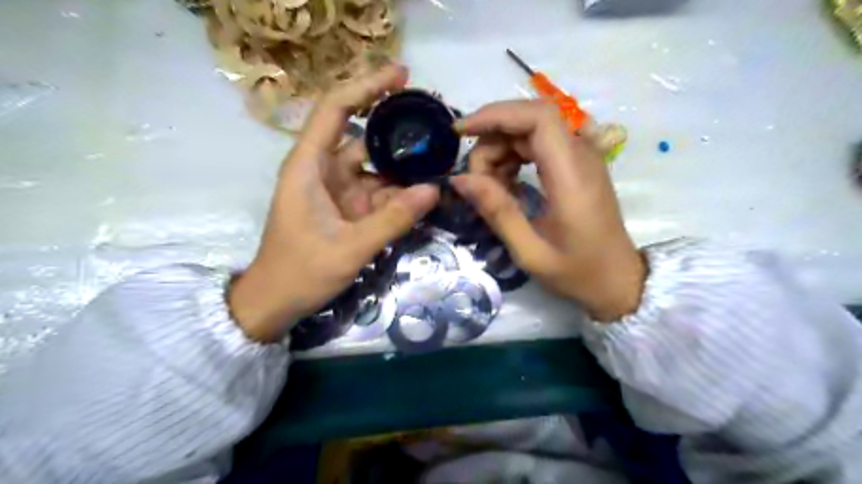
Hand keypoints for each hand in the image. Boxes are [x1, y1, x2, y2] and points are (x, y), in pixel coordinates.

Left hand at [226, 64, 438, 343]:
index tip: (401, 75)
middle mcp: (324, 170)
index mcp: (309, 166)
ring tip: (440, 160)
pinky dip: (399, 192)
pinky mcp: (348, 207)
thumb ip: (392, 220)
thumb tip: (433, 190)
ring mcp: (338, 189)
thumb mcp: (349, 248)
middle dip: (397, 128)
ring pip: (376, 166)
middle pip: (362, 134)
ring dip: (404, 166)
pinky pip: (378, 191)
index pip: (335, 109)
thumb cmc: (300, 273)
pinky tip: (425, 192)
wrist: (276, 303)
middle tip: (435, 123)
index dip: (366, 86)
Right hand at [452, 101, 638, 321]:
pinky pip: (539, 145)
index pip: (538, 118)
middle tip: (474, 180)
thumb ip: (497, 212)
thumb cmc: (577, 272)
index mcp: (572, 176)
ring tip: (489, 188)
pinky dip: (514, 157)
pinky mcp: (577, 164)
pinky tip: (505, 184)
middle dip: (491, 141)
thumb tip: (459, 179)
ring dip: (500, 151)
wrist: (618, 280)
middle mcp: (581, 155)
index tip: (461, 132)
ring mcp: (581, 157)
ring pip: (530, 131)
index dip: (496, 114)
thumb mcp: (530, 252)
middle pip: (528, 121)